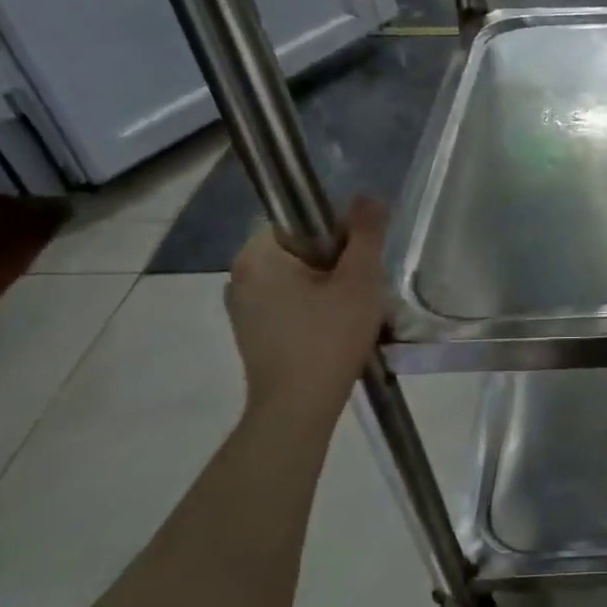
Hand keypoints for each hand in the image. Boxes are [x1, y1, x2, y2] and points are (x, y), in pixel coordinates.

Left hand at [226, 197, 389, 423]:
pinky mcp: (252, 332)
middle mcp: (240, 275)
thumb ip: (366, 234)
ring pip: (297, 278)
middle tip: (363, 290)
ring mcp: (242, 306)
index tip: (358, 262)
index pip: (299, 220)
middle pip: (299, 249)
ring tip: (354, 314)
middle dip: (336, 264)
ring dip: (328, 288)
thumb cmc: (329, 339)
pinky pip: (288, 303)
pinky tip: (335, 332)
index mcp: (257, 256)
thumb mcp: (360, 281)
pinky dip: (313, 309)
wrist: (298, 409)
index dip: (336, 233)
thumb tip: (367, 198)